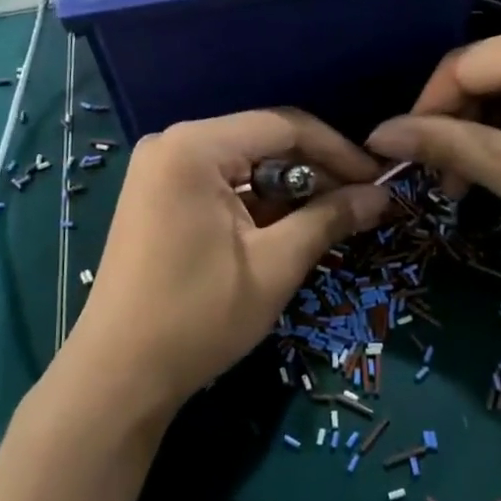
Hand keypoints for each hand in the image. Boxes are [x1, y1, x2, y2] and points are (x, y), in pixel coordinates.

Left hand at [63, 109, 389, 419]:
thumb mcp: (275, 265)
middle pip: (263, 141)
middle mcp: (172, 144)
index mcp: (195, 147)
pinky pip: (220, 185)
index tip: (380, 179)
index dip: (339, 150)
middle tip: (360, 204)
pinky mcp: (157, 198)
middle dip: (315, 172)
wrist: (119, 374)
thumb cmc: (199, 316)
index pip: (284, 126)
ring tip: (332, 220)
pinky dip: (257, 204)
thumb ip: (330, 218)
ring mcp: (159, 171)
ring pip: (243, 165)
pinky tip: (288, 228)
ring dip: (289, 190)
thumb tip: (381, 195)